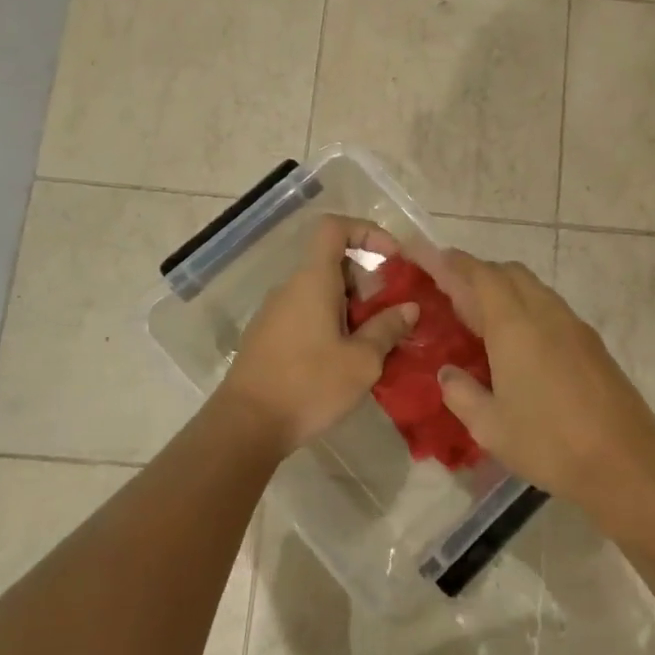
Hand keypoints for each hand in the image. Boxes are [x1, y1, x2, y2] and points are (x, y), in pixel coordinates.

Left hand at [217, 215, 416, 452]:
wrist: (246, 426)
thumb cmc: (309, 385)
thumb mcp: (362, 361)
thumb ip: (388, 328)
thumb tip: (408, 308)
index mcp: (313, 281)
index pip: (334, 228)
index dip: (367, 232)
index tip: (393, 258)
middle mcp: (291, 288)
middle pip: (333, 263)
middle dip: (368, 282)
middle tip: (390, 317)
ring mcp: (275, 313)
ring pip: (322, 293)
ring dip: (353, 309)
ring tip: (374, 345)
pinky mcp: (268, 338)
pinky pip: (308, 315)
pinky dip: (333, 325)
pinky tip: (345, 362)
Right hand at [431, 251, 654, 524]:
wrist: (624, 460)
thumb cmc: (548, 442)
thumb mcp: (489, 427)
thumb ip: (461, 394)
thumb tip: (447, 373)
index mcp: (514, 327)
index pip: (481, 276)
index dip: (458, 264)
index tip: (439, 260)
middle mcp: (545, 314)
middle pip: (511, 273)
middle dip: (482, 274)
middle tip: (458, 295)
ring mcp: (574, 326)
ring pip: (536, 289)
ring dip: (509, 291)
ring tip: (487, 321)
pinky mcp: (592, 343)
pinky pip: (553, 309)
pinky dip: (530, 309)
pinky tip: (523, 345)